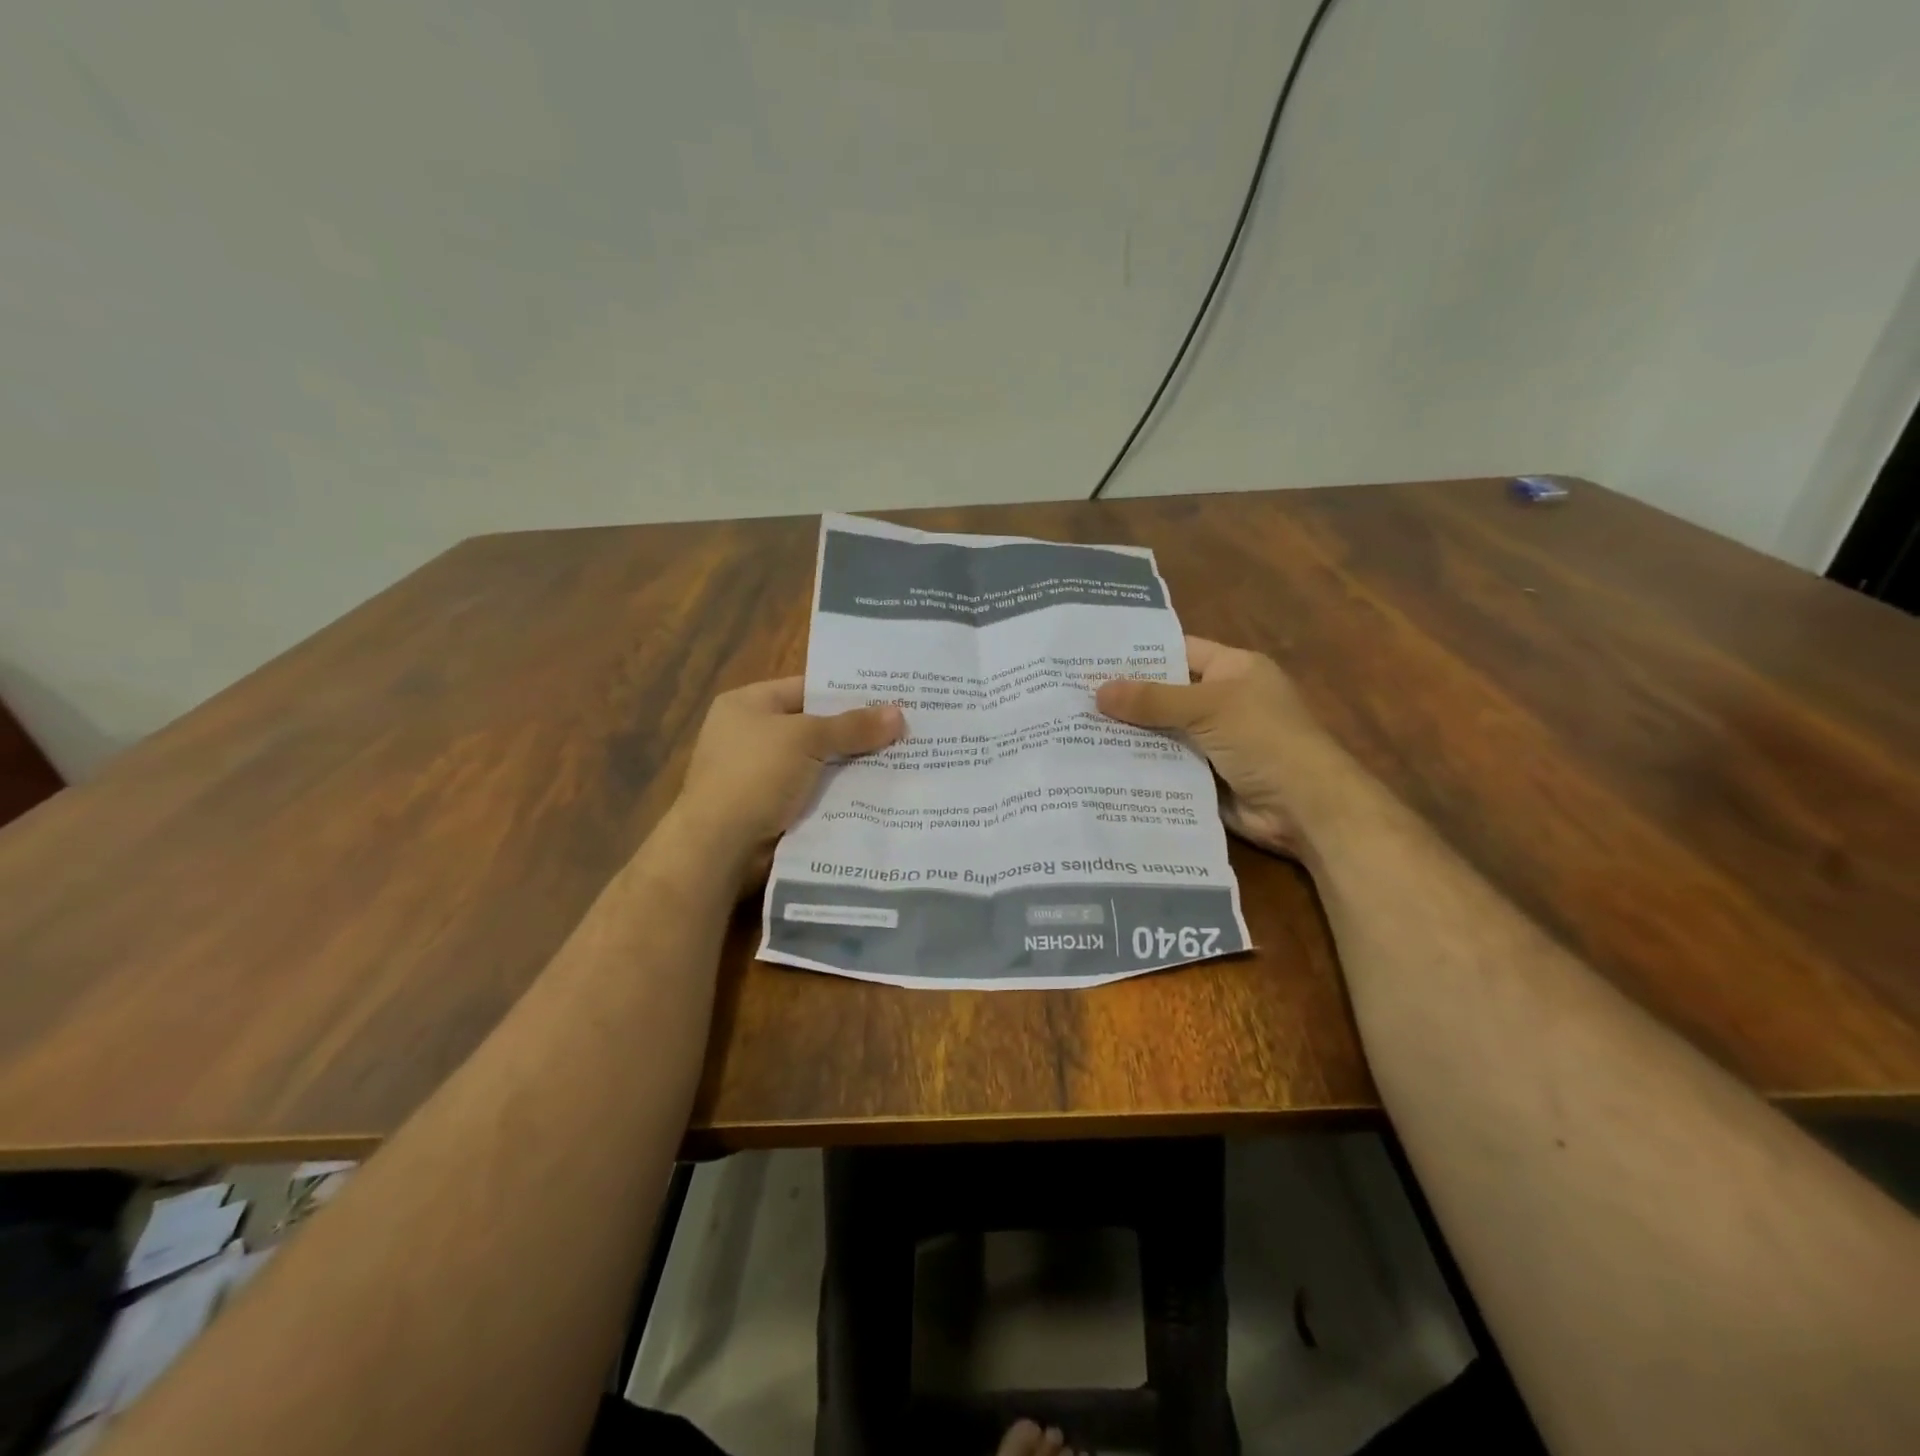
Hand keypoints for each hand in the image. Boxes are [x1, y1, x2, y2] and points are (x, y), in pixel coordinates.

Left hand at [676, 678, 903, 865]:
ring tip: (903, 761)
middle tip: (905, 730)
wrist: (720, 847)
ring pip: (819, 765)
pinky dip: (841, 796)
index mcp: (747, 705)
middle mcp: (751, 736)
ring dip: (853, 767)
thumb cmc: (755, 776)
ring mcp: (760, 776)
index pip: (806, 689)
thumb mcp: (806, 739)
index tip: (890, 697)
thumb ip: (853, 727)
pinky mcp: (772, 810)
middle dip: (856, 733)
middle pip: (815, 728)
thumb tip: (899, 713)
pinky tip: (880, 795)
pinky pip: (815, 795)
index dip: (847, 693)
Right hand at [1096, 637, 1334, 856]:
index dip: (1139, 653)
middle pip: (1165, 694)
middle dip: (1124, 698)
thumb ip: (1153, 700)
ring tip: (1073, 730)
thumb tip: (1098, 691)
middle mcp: (1222, 701)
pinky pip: (1165, 765)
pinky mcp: (1205, 776)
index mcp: (1233, 670)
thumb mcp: (1209, 708)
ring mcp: (1213, 741)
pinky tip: (1098, 765)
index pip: (1179, 651)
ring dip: (1127, 734)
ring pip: (1161, 732)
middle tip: (1071, 696)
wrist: (1305, 809)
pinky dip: (1139, 766)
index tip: (1092, 657)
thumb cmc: (1265, 740)